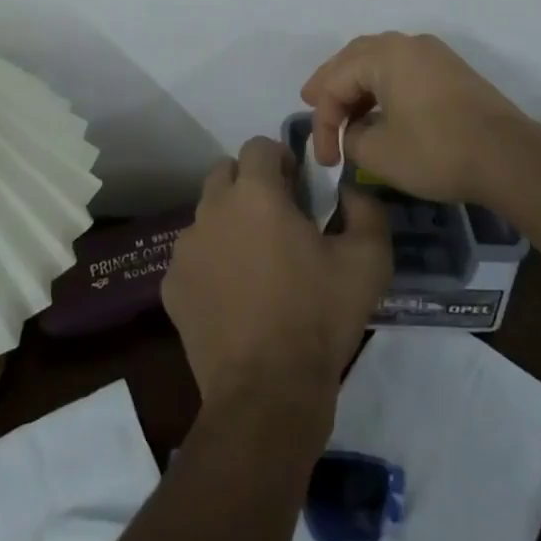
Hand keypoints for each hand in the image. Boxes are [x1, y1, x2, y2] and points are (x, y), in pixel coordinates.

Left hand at [164, 137, 392, 420]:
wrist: (267, 395)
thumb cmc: (318, 318)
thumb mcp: (368, 261)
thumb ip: (366, 208)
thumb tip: (351, 188)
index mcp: (256, 193)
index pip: (259, 146)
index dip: (280, 160)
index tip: (298, 190)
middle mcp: (213, 208)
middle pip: (226, 173)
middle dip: (250, 184)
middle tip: (277, 220)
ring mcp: (186, 247)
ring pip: (207, 214)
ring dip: (229, 223)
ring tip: (255, 264)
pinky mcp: (172, 285)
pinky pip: (192, 257)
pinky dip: (211, 264)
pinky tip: (233, 298)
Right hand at [302, 32, 540, 203]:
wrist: (510, 158)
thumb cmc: (438, 151)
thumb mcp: (380, 153)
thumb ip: (352, 138)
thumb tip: (354, 132)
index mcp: (385, 54)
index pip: (335, 81)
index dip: (323, 121)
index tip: (326, 159)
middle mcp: (407, 43)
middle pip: (354, 58)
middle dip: (331, 85)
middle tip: (310, 103)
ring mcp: (432, 54)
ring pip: (379, 61)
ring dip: (357, 85)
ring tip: (342, 109)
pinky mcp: (450, 70)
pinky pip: (402, 69)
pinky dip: (382, 86)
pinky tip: (378, 109)